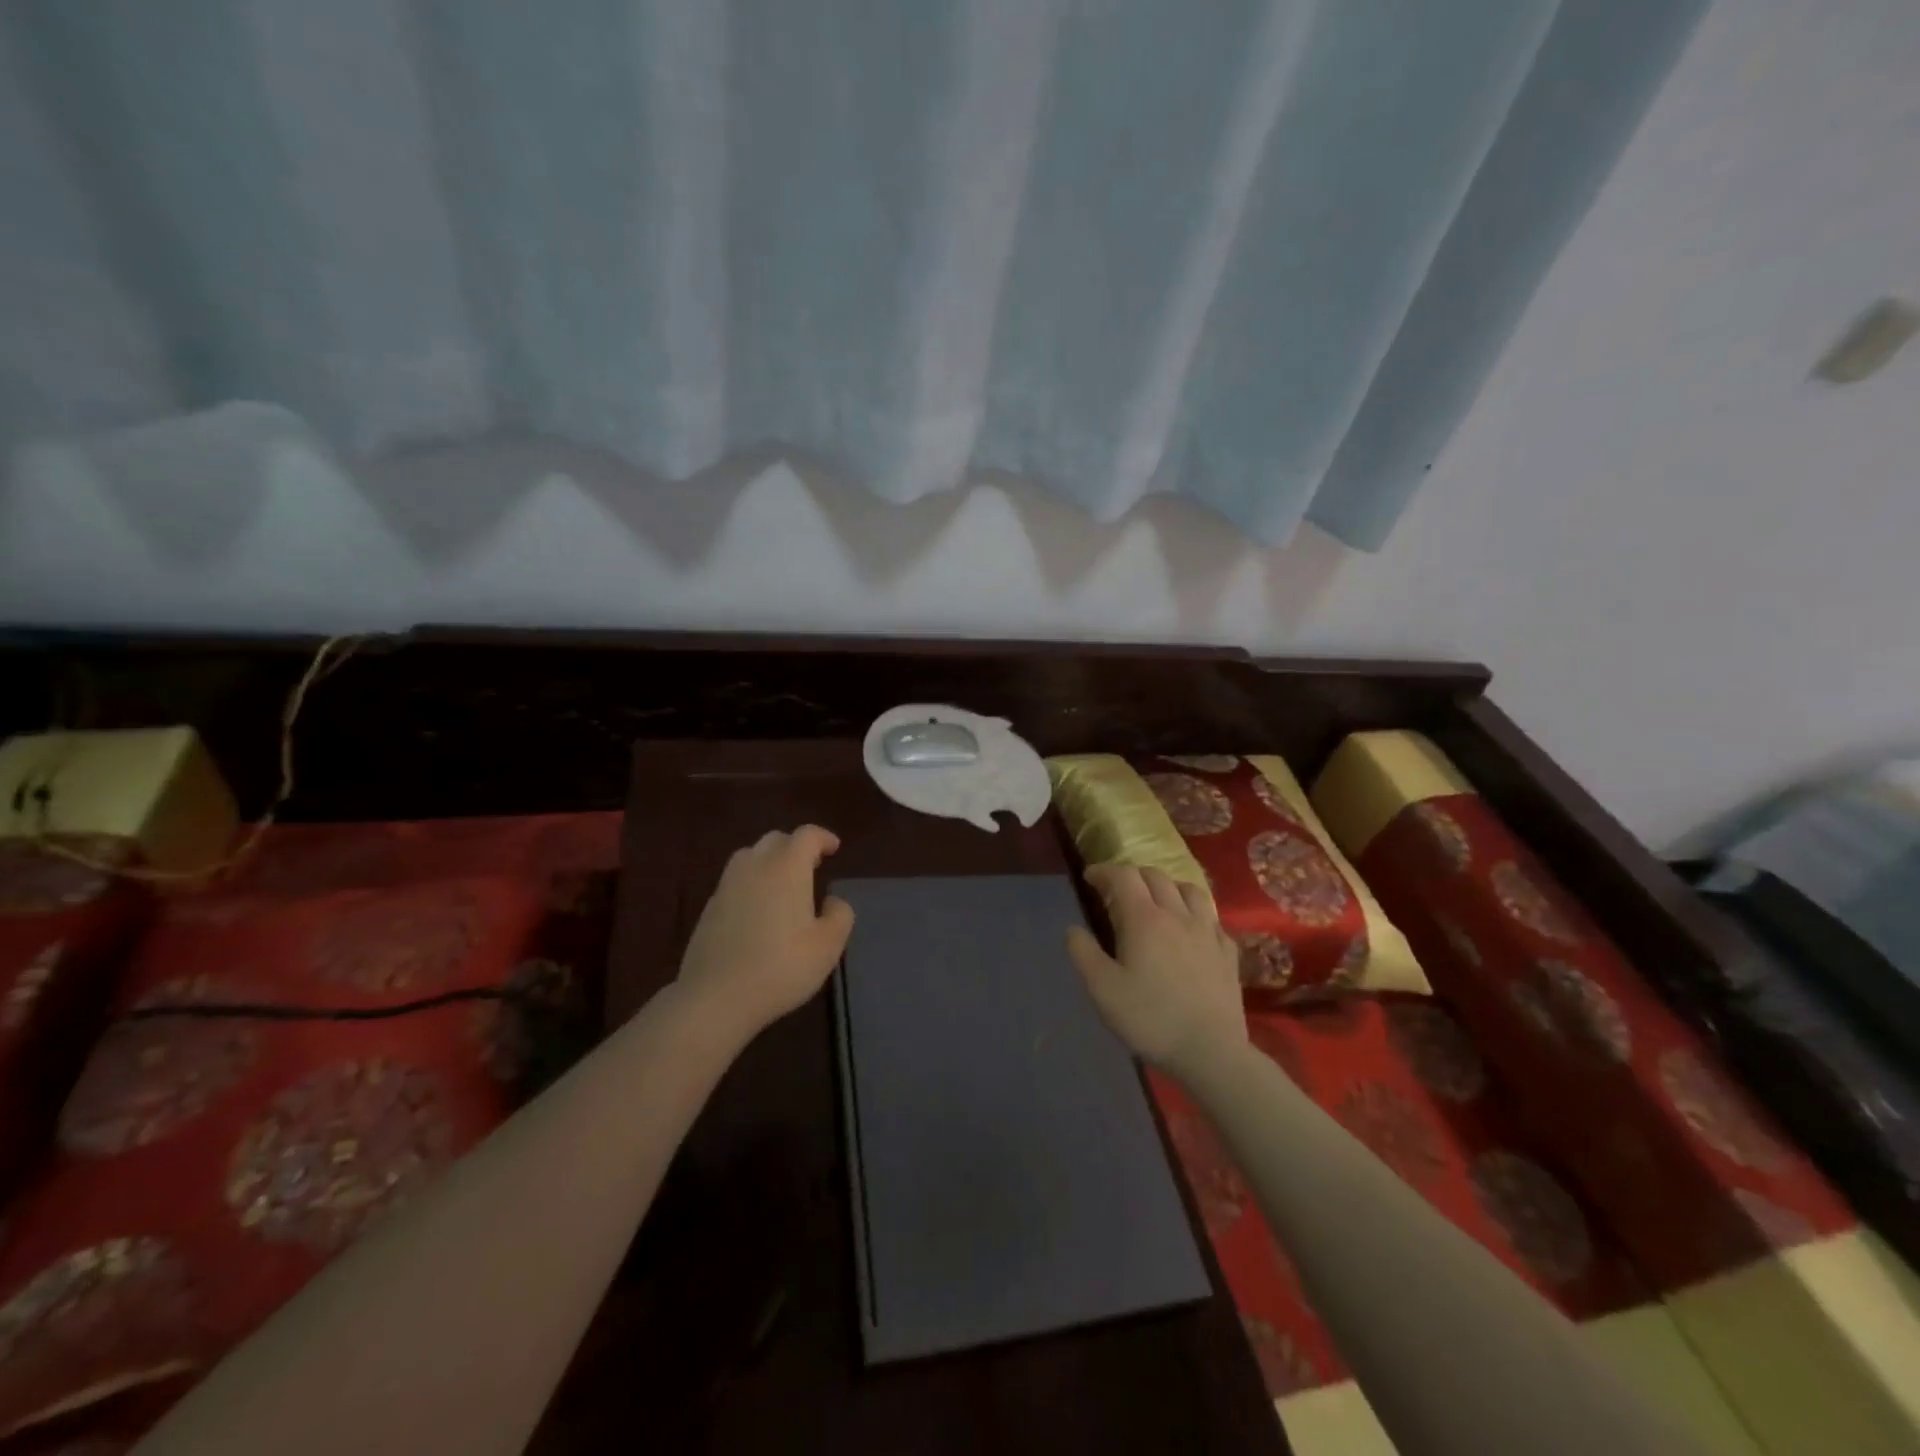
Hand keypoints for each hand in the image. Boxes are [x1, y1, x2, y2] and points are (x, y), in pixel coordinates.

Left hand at [677, 826, 854, 1039]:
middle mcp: (755, 866)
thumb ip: (839, 915)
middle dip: (796, 847)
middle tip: (812, 866)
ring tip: (784, 884)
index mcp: (787, 867)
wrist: (715, 997)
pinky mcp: (709, 908)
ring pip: (750, 856)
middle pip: (776, 840)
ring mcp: (727, 885)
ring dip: (770, 861)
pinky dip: (751, 883)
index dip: (823, 838)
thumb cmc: (781, 967)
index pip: (806, 835)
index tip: (834, 849)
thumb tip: (831, 901)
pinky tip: (758, 910)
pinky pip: (735, 881)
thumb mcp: (828, 945)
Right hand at [1066, 864, 1246, 1079]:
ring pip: (1189, 890)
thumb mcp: (1102, 990)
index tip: (1090, 878)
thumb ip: (1083, 953)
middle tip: (1117, 890)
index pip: (1123, 876)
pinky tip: (1191, 929)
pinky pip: (1212, 917)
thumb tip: (1073, 929)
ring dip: (1168, 887)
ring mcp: (1208, 932)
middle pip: (1156, 876)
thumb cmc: (1150, 1019)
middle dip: (1133, 875)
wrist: (1211, 1052)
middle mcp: (1178, 915)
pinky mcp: (1228, 952)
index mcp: (1144, 919)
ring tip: (1157, 900)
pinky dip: (1195, 913)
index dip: (1104, 871)